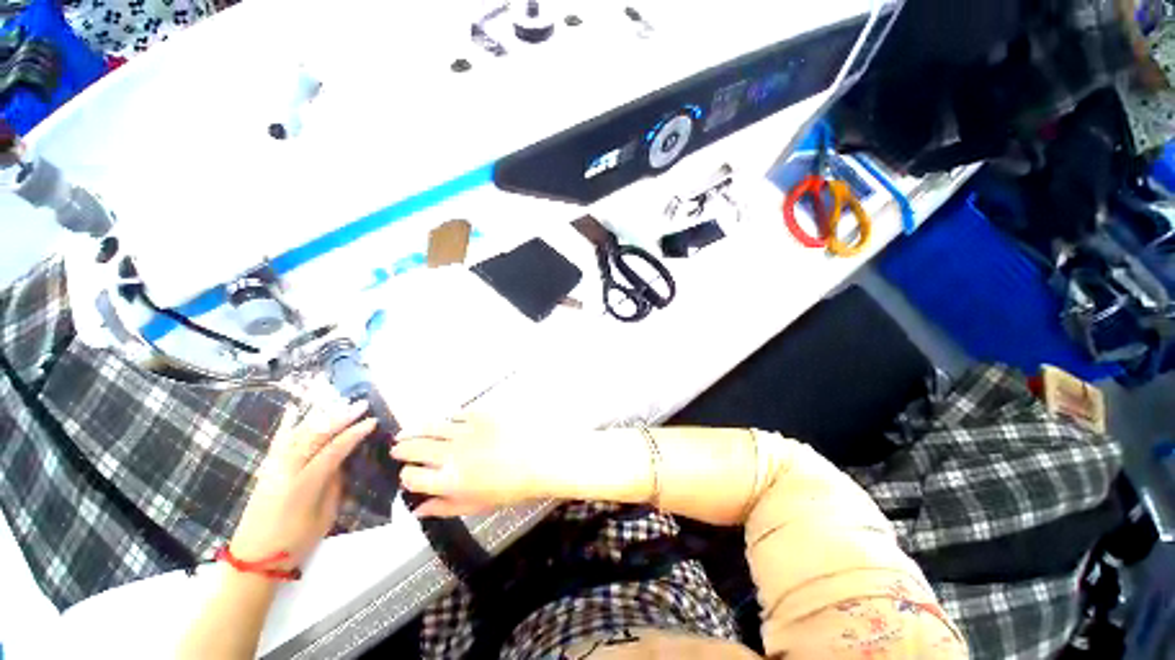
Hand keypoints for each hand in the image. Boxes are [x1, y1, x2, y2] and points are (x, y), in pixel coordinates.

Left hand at [229, 400, 377, 569]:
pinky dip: (288, 423)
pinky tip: (295, 409)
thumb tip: (342, 462)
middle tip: (360, 404)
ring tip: (339, 403)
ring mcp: (273, 466)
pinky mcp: (265, 468)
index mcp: (305, 483)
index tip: (372, 421)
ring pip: (298, 432)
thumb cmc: (296, 541)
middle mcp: (287, 469)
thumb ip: (334, 483)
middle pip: (315, 434)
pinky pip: (278, 440)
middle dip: (340, 417)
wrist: (254, 558)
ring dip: (320, 415)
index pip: (335, 449)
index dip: (355, 433)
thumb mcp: (325, 514)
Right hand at [392, 413, 548, 516]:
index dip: (406, 476)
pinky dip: (445, 420)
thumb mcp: (477, 505)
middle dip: (401, 450)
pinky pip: (455, 415)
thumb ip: (445, 507)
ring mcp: (465, 431)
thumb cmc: (511, 488)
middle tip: (397, 449)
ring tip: (405, 432)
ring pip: (429, 427)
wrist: (540, 459)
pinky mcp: (480, 414)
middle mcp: (451, 454)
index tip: (408, 475)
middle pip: (414, 449)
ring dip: (414, 430)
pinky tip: (443, 422)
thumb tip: (418, 510)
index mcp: (449, 481)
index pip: (411, 477)